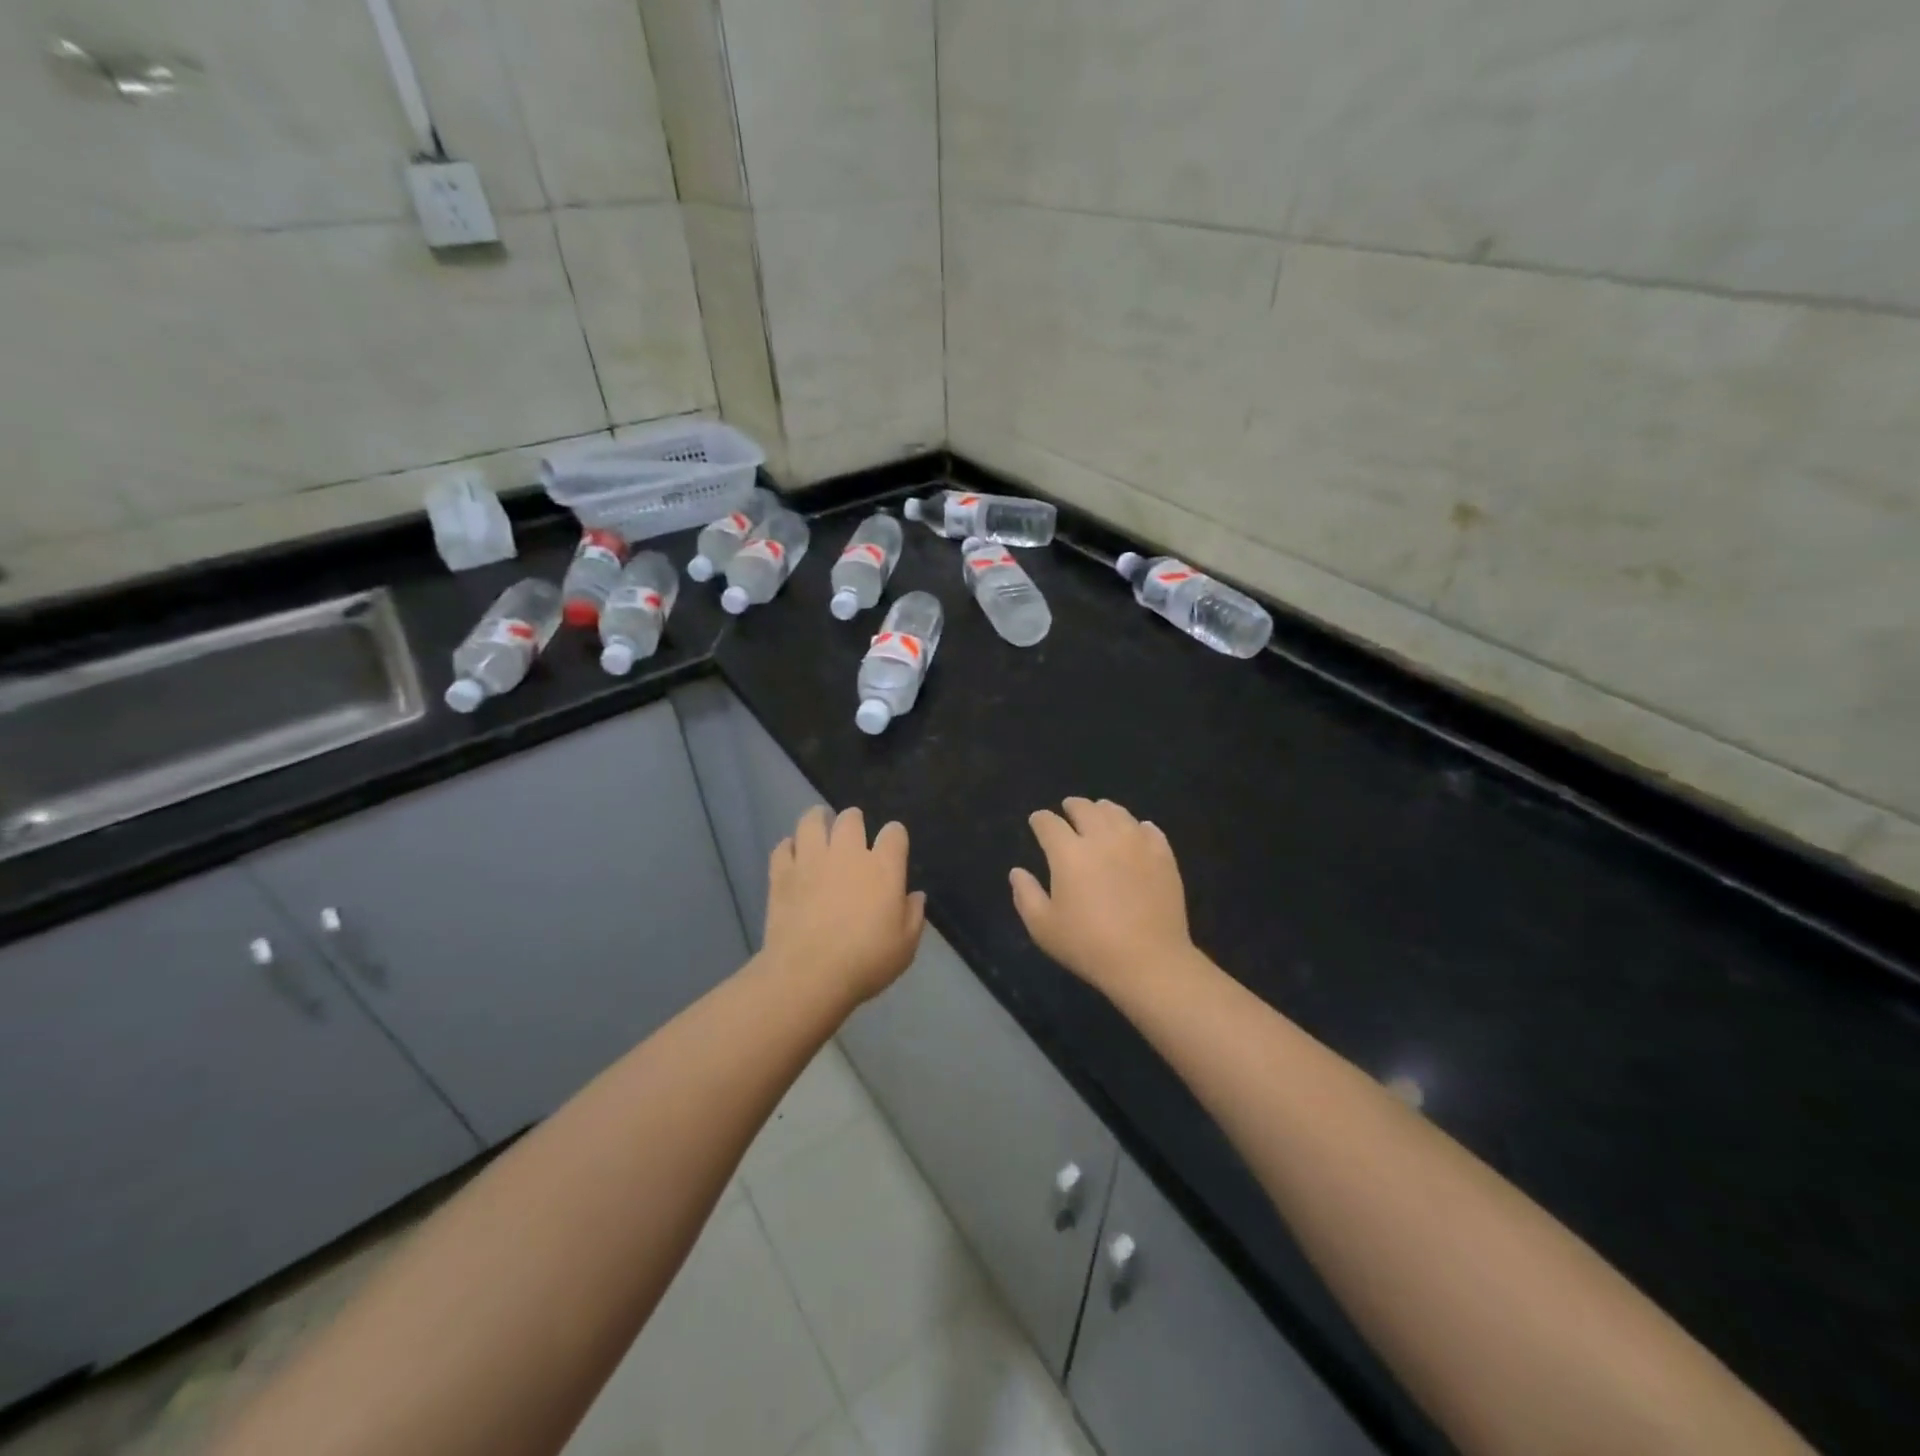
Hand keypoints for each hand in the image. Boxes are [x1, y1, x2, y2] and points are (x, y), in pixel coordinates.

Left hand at [765, 806, 925, 1004]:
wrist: (809, 974)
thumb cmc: (866, 961)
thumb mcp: (905, 946)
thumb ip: (913, 916)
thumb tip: (915, 896)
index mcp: (883, 867)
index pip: (894, 833)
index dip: (895, 836)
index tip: (893, 846)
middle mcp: (848, 854)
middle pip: (851, 819)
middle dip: (854, 820)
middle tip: (853, 831)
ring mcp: (811, 860)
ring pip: (812, 822)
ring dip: (818, 819)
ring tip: (819, 822)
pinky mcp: (782, 874)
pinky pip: (783, 848)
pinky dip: (788, 847)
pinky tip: (792, 853)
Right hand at [1010, 797, 1195, 997]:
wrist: (1148, 960)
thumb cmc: (1088, 946)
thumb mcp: (1043, 927)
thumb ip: (1025, 895)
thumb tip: (1017, 871)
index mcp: (1069, 853)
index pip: (1049, 823)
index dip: (1040, 819)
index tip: (1037, 821)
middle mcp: (1102, 838)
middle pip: (1085, 808)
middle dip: (1072, 806)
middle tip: (1068, 809)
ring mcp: (1136, 843)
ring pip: (1117, 813)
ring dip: (1103, 810)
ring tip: (1100, 814)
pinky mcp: (1163, 855)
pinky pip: (1149, 829)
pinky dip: (1137, 826)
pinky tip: (1135, 832)